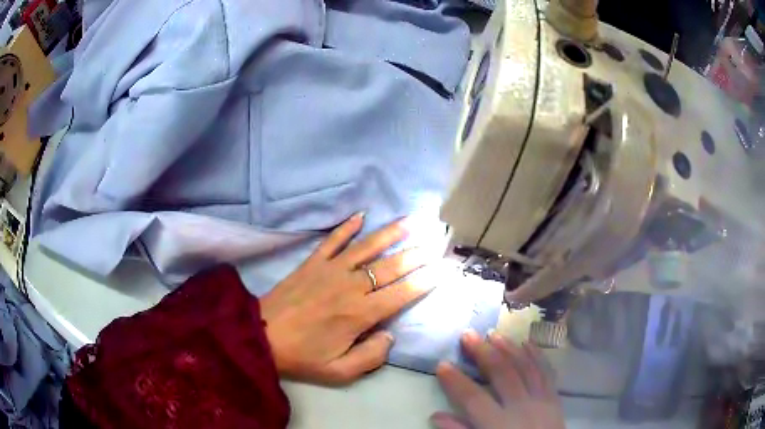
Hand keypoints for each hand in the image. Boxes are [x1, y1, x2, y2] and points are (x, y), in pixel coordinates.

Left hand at [261, 213, 433, 385]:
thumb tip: (390, 334)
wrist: (261, 336)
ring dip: (391, 233)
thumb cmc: (303, 356)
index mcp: (360, 314)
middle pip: (391, 266)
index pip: (402, 293)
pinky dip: (347, 226)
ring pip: (367, 247)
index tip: (443, 269)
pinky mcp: (312, 262)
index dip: (425, 281)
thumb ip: (372, 356)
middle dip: (417, 253)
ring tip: (412, 220)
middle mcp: (350, 286)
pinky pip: (333, 240)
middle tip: (437, 240)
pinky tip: (361, 214)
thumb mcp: (340, 371)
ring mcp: (330, 270)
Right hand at [432, 331, 565, 428]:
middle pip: (501, 374)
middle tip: (469, 334)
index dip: (456, 381)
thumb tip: (436, 415)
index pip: (473, 398)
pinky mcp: (554, 398)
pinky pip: (546, 372)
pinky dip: (537, 356)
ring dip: (509, 349)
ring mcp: (541, 400)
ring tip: (495, 334)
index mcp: (499, 425)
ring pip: (525, 367)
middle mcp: (521, 407)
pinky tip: (528, 343)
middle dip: (483, 353)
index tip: (442, 364)